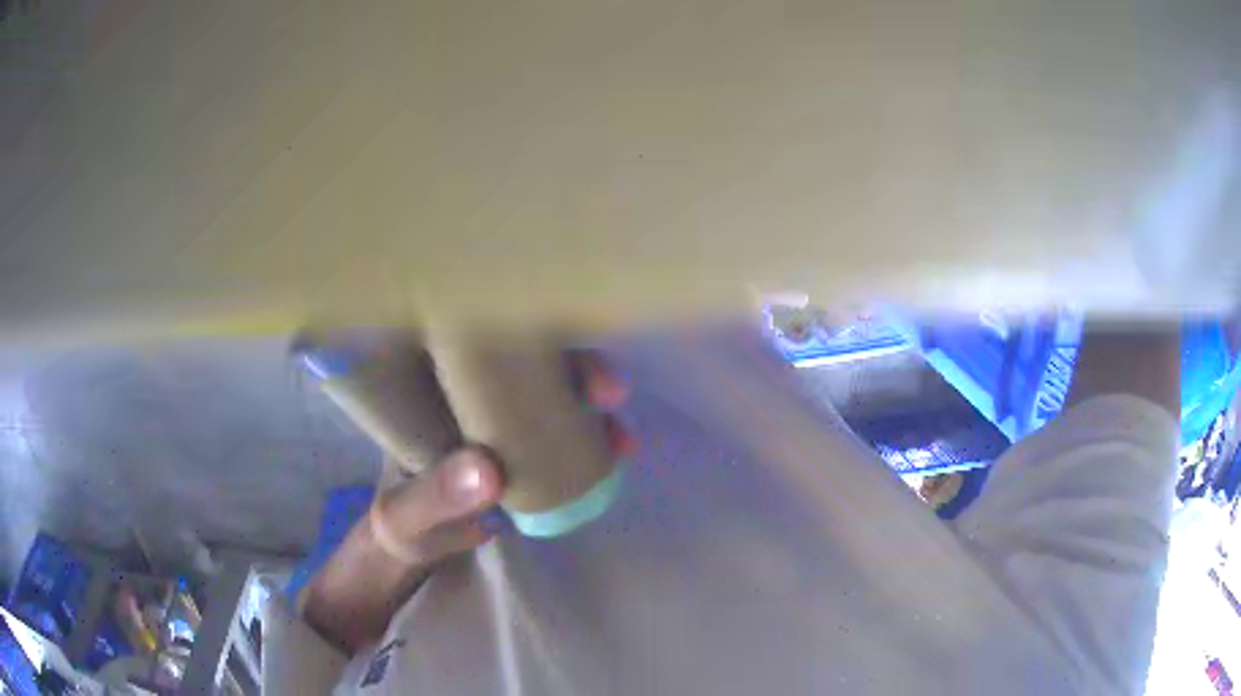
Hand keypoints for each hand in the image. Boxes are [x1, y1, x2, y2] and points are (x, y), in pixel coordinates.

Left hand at [299, 350, 632, 652]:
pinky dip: (589, 438)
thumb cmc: (398, 523)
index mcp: (429, 390)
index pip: (477, 342)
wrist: (412, 553)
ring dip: (590, 406)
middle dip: (572, 368)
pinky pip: (559, 433)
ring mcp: (498, 421)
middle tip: (609, 392)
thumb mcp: (407, 514)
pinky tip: (616, 450)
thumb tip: (490, 472)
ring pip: (551, 395)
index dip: (520, 336)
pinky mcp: (520, 449)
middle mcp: (469, 393)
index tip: (559, 348)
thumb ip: (435, 498)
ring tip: (621, 436)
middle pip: (527, 361)